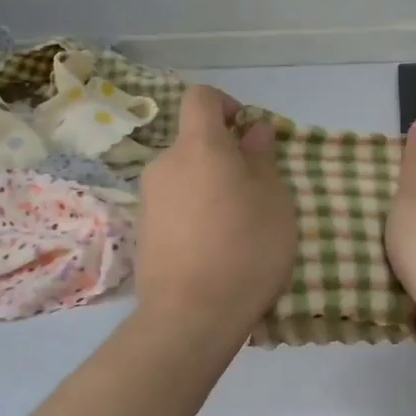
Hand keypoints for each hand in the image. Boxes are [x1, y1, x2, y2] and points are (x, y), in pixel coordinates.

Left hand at [136, 85, 296, 334]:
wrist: (190, 317)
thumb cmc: (245, 249)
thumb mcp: (273, 199)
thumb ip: (261, 157)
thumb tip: (251, 129)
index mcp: (198, 146)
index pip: (201, 98)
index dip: (226, 105)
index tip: (247, 134)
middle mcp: (165, 164)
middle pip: (194, 142)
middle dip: (223, 156)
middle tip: (254, 192)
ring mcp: (148, 199)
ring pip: (185, 177)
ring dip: (209, 188)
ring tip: (236, 228)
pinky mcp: (142, 232)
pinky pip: (174, 206)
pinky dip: (194, 213)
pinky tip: (213, 249)